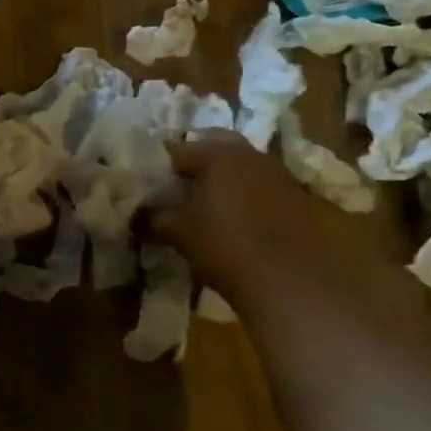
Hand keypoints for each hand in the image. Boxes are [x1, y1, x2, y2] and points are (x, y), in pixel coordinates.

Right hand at [144, 131, 416, 321]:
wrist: (293, 281)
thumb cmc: (226, 247)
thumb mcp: (181, 234)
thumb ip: (154, 219)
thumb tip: (134, 217)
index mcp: (218, 154)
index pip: (178, 150)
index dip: (159, 166)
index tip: (147, 184)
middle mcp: (250, 155)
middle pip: (215, 149)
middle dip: (195, 165)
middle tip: (177, 189)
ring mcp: (278, 175)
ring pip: (241, 167)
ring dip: (223, 180)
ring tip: (204, 207)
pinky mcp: (296, 198)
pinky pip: (260, 187)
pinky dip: (244, 196)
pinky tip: (235, 222)